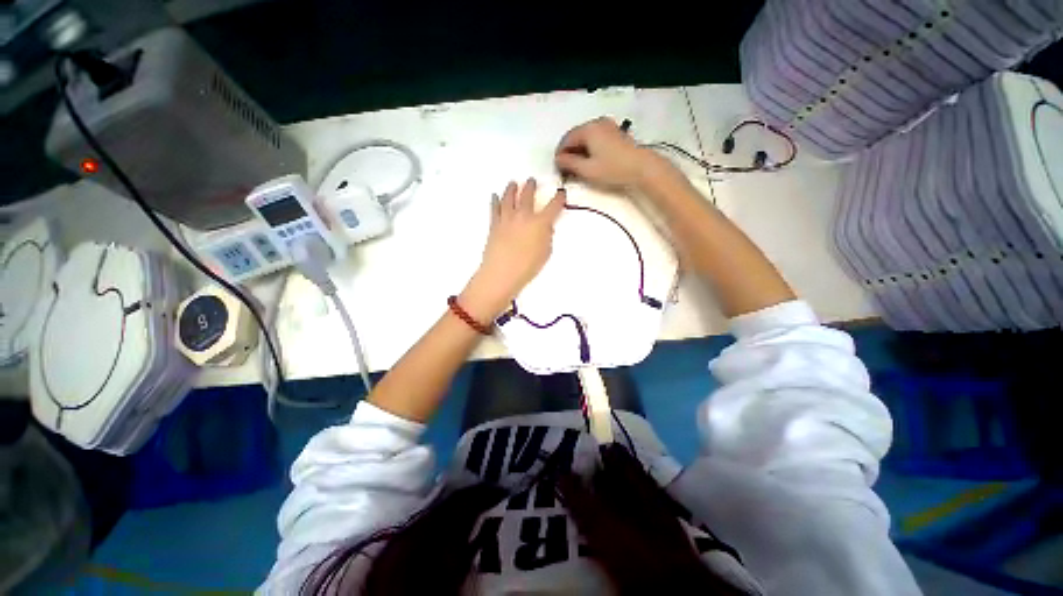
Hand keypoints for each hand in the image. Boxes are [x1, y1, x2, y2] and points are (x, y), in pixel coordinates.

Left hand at [461, 178, 565, 319]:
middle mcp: (523, 215)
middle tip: (532, 181)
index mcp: (540, 223)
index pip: (553, 206)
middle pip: (527, 195)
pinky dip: (495, 200)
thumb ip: (547, 237)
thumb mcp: (545, 252)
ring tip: (513, 183)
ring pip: (509, 197)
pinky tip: (495, 195)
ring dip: (512, 188)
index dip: (559, 198)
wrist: (502, 272)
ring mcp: (507, 218)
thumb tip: (546, 227)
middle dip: (531, 186)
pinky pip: (494, 208)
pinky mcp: (494, 224)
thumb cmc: (528, 267)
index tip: (561, 193)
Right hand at [554, 117, 672, 191]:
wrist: (641, 168)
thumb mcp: (587, 170)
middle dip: (570, 152)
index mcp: (588, 129)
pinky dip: (590, 148)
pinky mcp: (616, 133)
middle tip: (567, 169)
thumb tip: (558, 159)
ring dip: (580, 151)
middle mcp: (597, 123)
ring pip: (586, 138)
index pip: (566, 139)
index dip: (560, 154)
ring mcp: (608, 126)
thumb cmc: (612, 169)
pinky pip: (596, 139)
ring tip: (578, 167)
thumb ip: (569, 163)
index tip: (557, 168)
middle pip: (576, 136)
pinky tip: (591, 161)